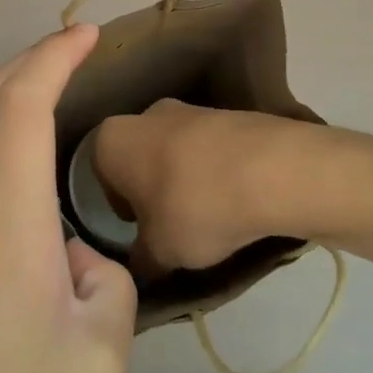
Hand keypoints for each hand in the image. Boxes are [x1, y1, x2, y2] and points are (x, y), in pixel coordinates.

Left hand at [0, 22, 136, 372]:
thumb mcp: (103, 355)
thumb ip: (104, 280)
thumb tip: (72, 259)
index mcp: (5, 225)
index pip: (21, 106)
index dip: (53, 56)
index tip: (87, 35)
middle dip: (29, 61)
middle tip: (74, 52)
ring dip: (15, 113)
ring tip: (65, 131)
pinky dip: (5, 165)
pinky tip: (37, 223)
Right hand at [94, 98, 307, 273]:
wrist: (272, 170)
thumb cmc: (195, 207)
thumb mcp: (159, 252)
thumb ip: (141, 259)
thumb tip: (140, 264)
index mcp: (113, 138)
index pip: (100, 174)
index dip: (119, 206)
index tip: (140, 231)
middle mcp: (146, 114)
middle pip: (140, 157)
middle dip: (152, 189)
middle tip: (171, 226)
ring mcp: (191, 108)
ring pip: (176, 152)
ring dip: (186, 180)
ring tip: (210, 218)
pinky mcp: (230, 114)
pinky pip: (211, 150)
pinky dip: (217, 172)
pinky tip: (236, 201)